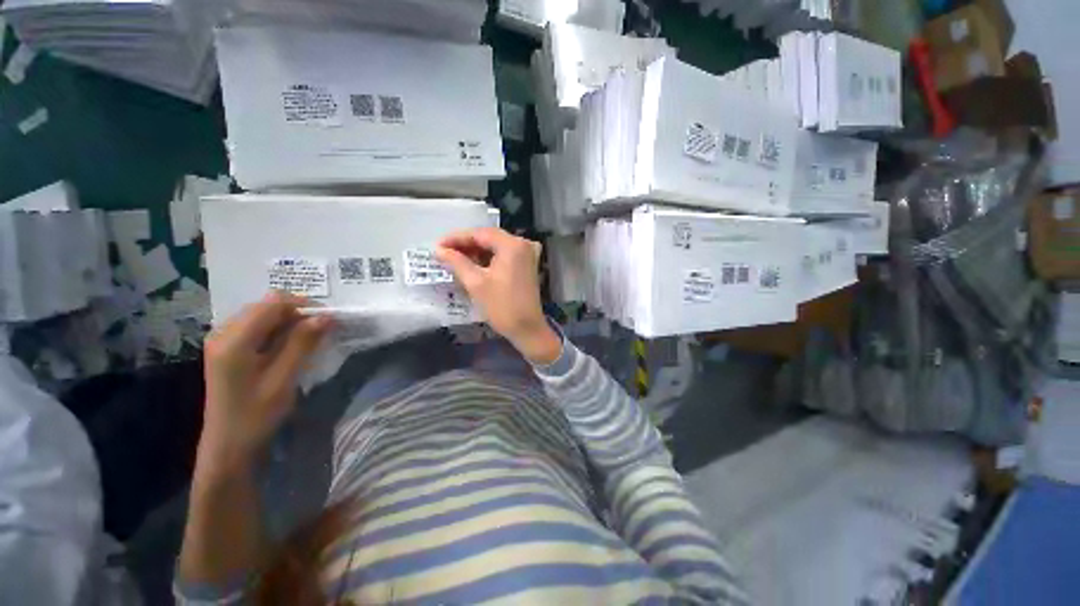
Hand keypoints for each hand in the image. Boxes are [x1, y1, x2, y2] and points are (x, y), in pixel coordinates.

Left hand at [200, 292, 332, 467]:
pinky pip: (257, 327)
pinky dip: (278, 331)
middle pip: (266, 306)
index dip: (304, 305)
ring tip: (309, 340)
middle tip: (322, 331)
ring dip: (289, 322)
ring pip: (263, 315)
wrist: (228, 445)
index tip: (329, 320)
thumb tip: (325, 316)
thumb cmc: (257, 415)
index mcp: (234, 340)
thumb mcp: (284, 378)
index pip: (273, 303)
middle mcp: (223, 333)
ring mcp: (222, 340)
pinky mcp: (226, 349)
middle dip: (297, 313)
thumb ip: (302, 343)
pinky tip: (290, 347)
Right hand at [436, 227, 561, 364]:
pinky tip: (473, 264)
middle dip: (466, 245)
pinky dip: (489, 258)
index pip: (480, 233)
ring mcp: (528, 254)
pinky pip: (504, 255)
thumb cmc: (502, 306)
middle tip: (444, 252)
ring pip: (496, 246)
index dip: (457, 238)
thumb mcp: (476, 283)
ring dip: (476, 252)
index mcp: (512, 245)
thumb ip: (456, 262)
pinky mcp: (527, 265)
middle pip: (489, 238)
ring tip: (455, 259)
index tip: (438, 245)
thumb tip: (439, 250)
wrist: (527, 329)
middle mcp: (523, 244)